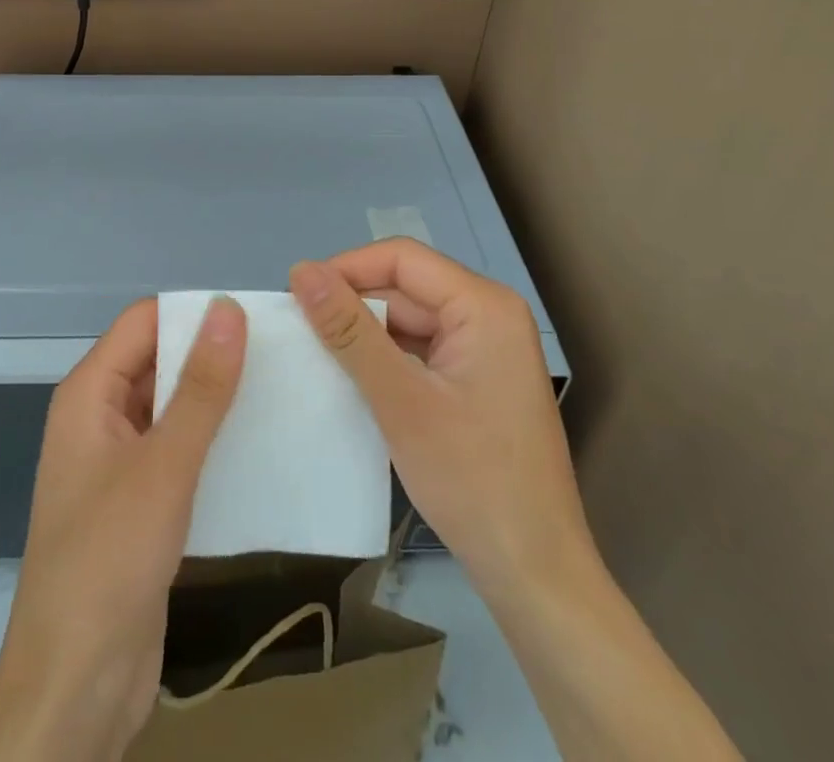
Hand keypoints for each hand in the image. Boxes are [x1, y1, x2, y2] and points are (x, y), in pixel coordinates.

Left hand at [0, 296, 246, 761]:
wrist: (75, 686)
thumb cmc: (109, 560)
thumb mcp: (164, 467)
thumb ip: (200, 388)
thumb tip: (229, 308)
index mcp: (89, 393)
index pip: (145, 322)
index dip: (195, 313)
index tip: (257, 318)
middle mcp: (100, 416)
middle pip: (158, 360)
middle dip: (212, 355)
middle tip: (281, 353)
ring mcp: (118, 461)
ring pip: (172, 406)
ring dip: (216, 400)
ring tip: (281, 391)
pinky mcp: (139, 501)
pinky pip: (178, 450)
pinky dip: (212, 442)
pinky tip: (259, 445)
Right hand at [288, 239, 592, 598]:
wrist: (535, 574)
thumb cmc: (473, 481)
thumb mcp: (401, 401)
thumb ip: (350, 331)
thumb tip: (301, 271)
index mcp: (484, 305)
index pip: (401, 258)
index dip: (346, 269)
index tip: (298, 297)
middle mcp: (490, 313)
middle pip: (406, 287)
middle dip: (354, 304)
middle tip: (300, 332)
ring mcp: (486, 347)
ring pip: (410, 317)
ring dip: (366, 333)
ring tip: (318, 354)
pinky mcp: (477, 377)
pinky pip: (421, 347)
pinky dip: (386, 357)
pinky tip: (354, 377)